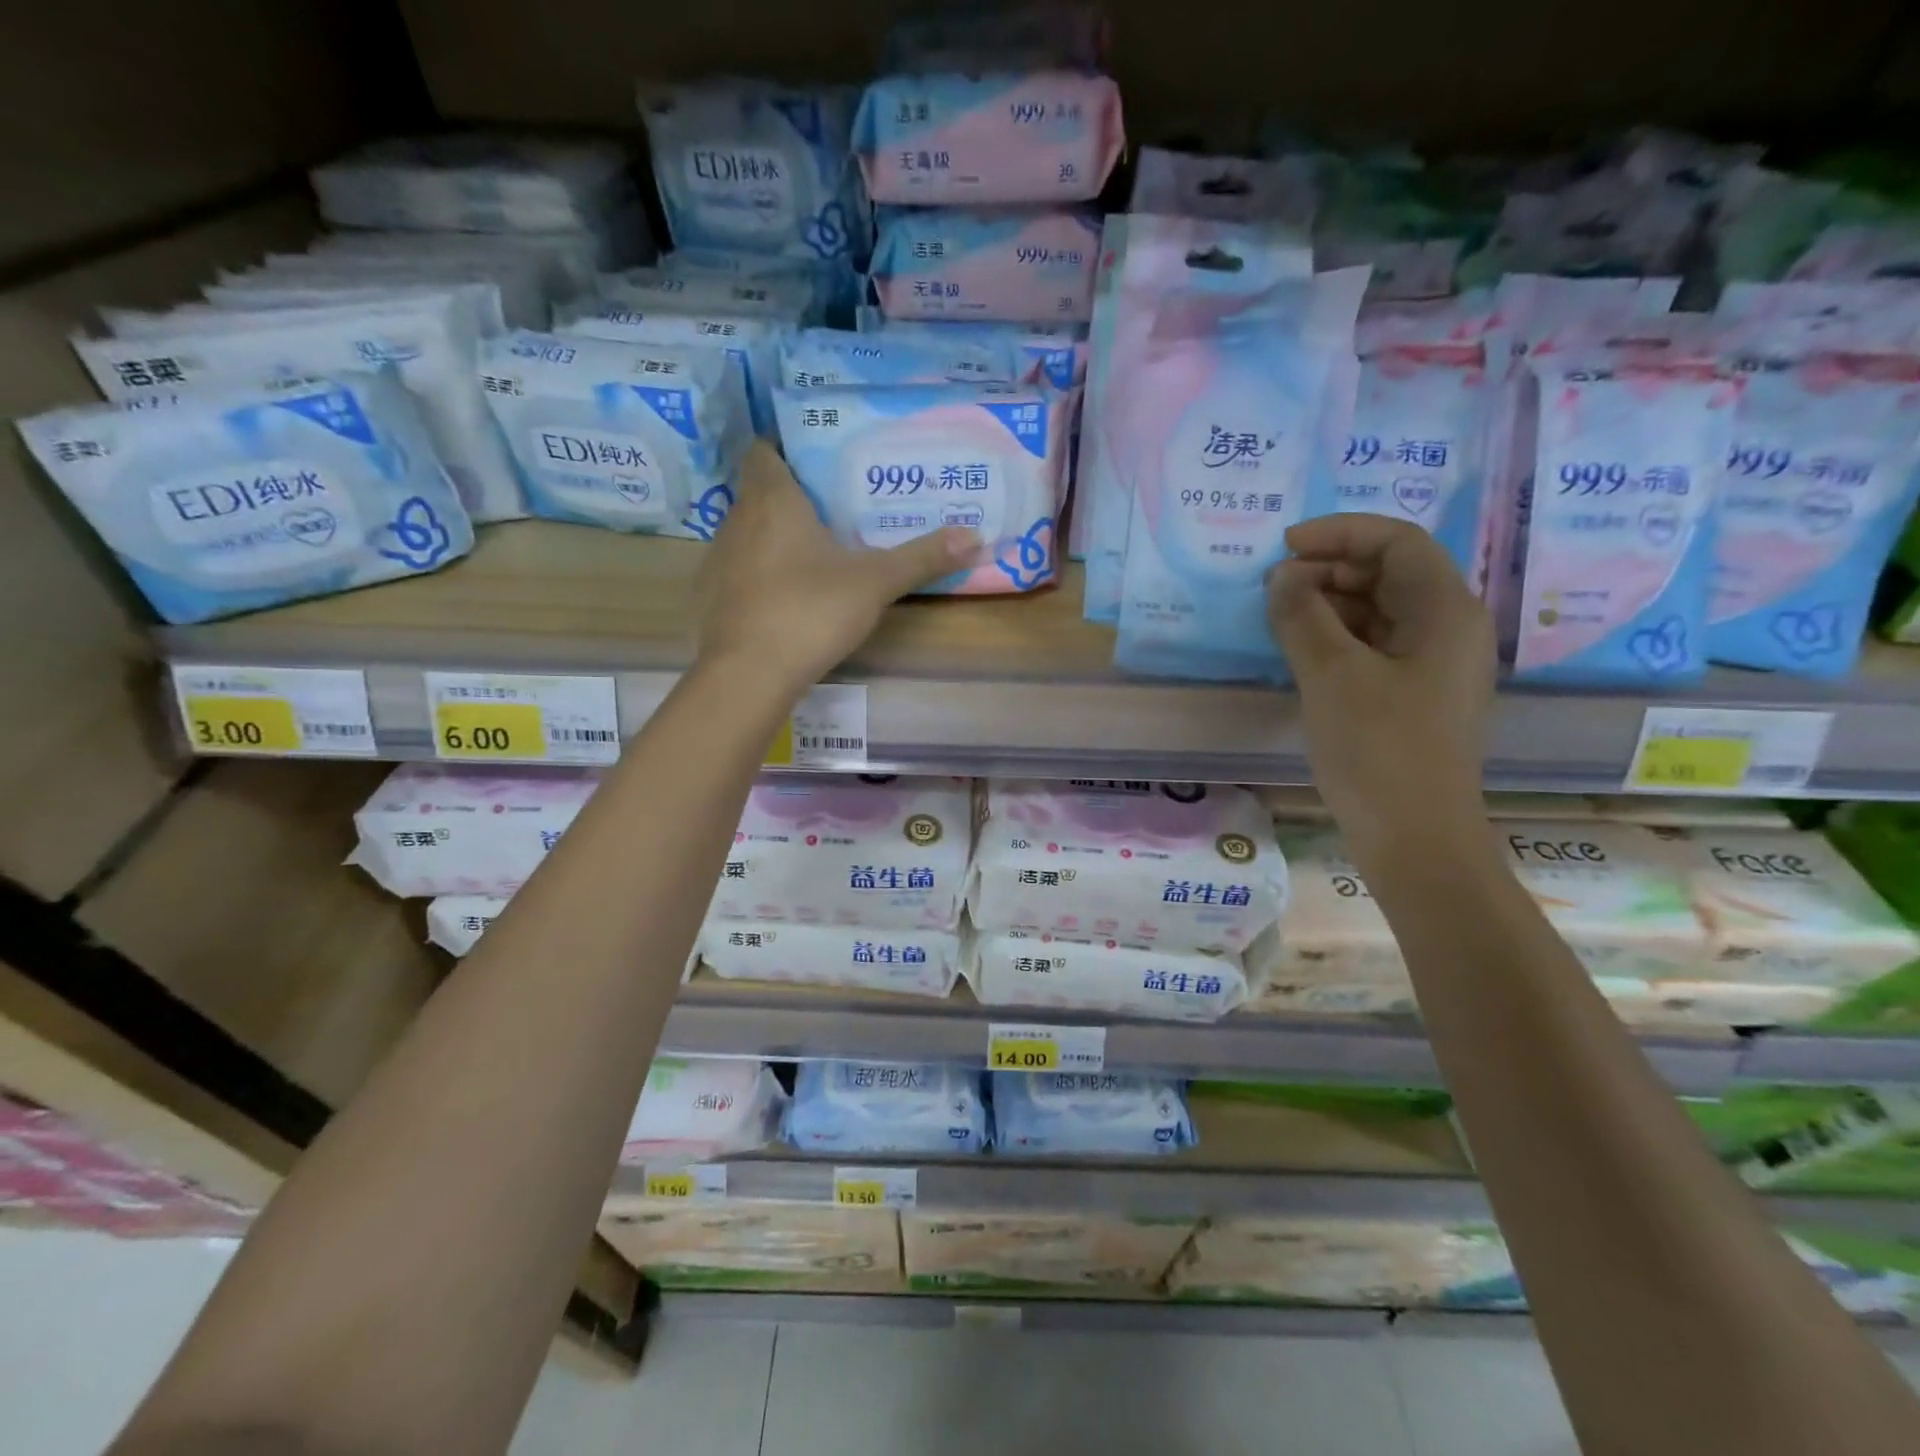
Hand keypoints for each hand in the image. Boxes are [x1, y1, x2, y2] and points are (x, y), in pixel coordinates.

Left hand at [694, 443, 979, 693]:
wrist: (749, 674)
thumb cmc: (811, 611)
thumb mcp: (875, 583)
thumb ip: (922, 558)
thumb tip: (976, 536)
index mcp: (772, 499)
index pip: (765, 449)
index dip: (787, 445)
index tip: (821, 455)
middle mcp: (737, 519)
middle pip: (760, 490)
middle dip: (794, 492)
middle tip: (837, 502)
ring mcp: (720, 559)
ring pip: (750, 530)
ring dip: (777, 532)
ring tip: (819, 545)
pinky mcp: (715, 596)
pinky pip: (742, 566)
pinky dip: (763, 568)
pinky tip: (791, 590)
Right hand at [1266, 515, 1494, 865]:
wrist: (1416, 838)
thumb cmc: (1379, 749)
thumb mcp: (1331, 675)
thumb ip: (1302, 616)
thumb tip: (1282, 578)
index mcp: (1445, 611)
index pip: (1397, 542)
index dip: (1340, 533)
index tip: (1284, 547)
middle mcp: (1448, 629)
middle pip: (1390, 573)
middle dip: (1330, 569)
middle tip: (1274, 587)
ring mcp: (1432, 666)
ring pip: (1379, 611)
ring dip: (1329, 604)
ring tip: (1279, 618)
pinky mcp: (1413, 697)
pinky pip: (1374, 646)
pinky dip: (1336, 638)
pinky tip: (1300, 652)